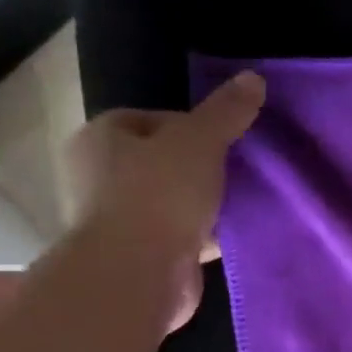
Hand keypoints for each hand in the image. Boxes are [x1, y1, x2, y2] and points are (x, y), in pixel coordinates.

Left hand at [64, 71, 265, 331]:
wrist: (137, 275)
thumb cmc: (158, 195)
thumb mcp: (200, 141)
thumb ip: (226, 111)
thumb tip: (254, 77)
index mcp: (100, 138)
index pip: (151, 119)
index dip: (191, 127)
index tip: (224, 142)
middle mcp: (98, 176)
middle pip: (162, 161)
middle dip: (201, 168)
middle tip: (237, 172)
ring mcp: (115, 220)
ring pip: (171, 201)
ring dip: (203, 204)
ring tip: (240, 203)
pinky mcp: (138, 256)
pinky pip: (179, 236)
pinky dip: (203, 236)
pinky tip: (231, 235)